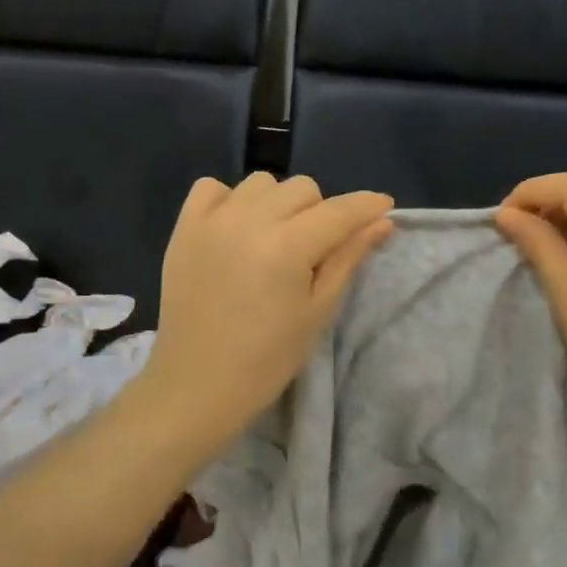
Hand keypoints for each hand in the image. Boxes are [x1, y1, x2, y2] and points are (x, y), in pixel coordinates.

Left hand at [135, 173, 393, 456]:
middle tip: (314, 249)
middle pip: (302, 188)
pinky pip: (212, 187)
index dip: (367, 205)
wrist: (198, 383)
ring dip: (277, 204)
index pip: (339, 211)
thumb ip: (347, 258)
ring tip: (273, 240)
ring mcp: (212, 221)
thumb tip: (381, 221)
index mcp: (288, 247)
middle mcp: (249, 221)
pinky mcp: (184, 228)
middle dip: (320, 212)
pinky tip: (235, 229)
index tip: (383, 207)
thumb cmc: (268, 358)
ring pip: (261, 183)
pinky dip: (230, 200)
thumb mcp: (317, 311)